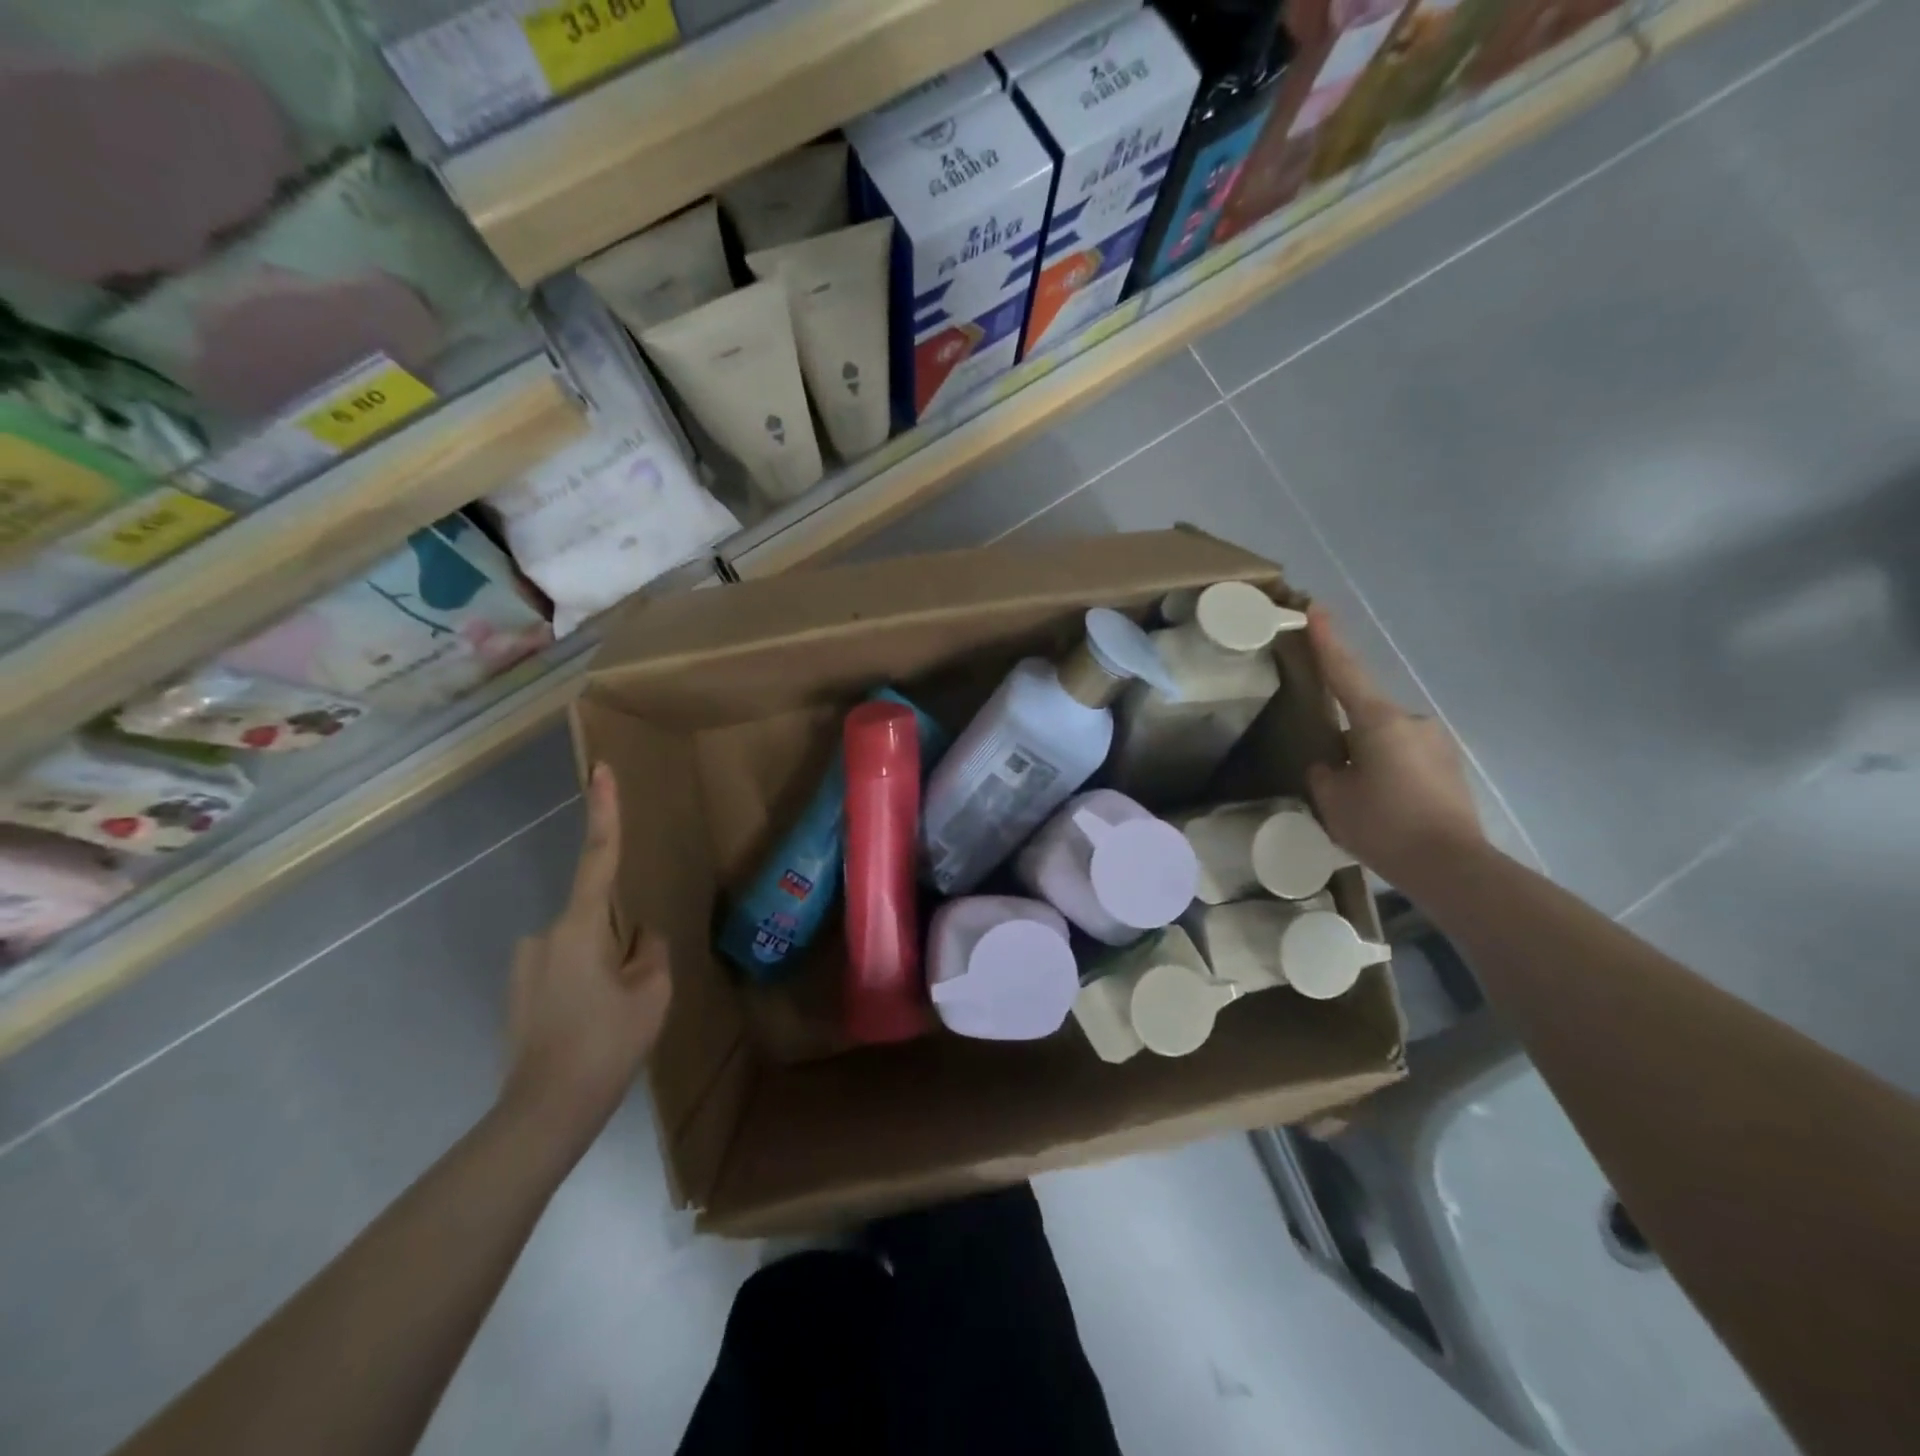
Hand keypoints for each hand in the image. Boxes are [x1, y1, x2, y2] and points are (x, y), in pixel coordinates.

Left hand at [501, 764, 671, 1149]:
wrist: (544, 1113)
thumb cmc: (605, 1044)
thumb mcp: (652, 993)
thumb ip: (652, 952)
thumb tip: (640, 938)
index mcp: (578, 927)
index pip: (597, 857)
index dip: (604, 812)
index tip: (600, 771)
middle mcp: (543, 935)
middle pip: (599, 918)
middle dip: (622, 942)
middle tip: (632, 992)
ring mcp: (526, 965)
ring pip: (585, 948)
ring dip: (605, 968)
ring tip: (612, 1018)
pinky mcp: (519, 991)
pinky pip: (567, 970)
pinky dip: (586, 986)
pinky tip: (592, 1027)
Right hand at [1304, 608, 1486, 889]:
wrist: (1452, 867)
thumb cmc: (1384, 826)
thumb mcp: (1333, 800)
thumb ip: (1324, 773)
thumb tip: (1332, 765)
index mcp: (1378, 722)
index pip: (1345, 672)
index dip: (1327, 640)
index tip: (1316, 608)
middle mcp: (1412, 722)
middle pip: (1366, 715)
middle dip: (1348, 737)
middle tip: (1336, 775)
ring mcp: (1437, 743)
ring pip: (1387, 741)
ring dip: (1370, 760)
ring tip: (1364, 803)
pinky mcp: (1451, 767)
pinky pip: (1407, 760)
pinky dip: (1391, 775)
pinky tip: (1388, 810)